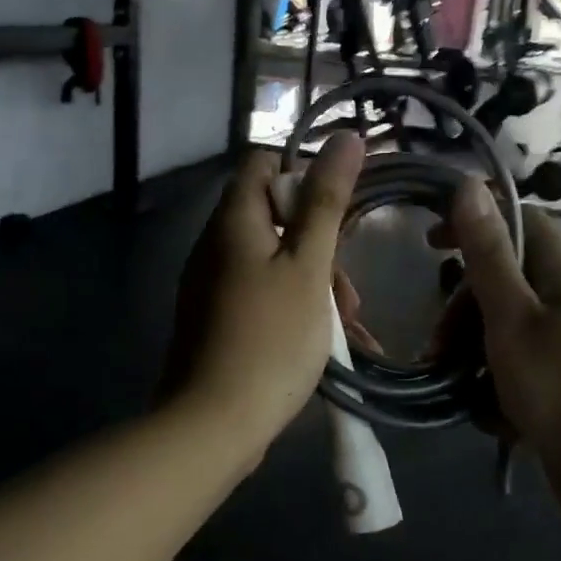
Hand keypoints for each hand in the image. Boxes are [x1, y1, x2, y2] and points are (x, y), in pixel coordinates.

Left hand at [163, 133, 364, 459]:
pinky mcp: (216, 319)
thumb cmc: (271, 338)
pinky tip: (324, 341)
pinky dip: (294, 306)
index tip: (341, 211)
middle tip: (349, 291)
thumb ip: (327, 201)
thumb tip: (345, 136)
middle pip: (274, 217)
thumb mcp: (309, 266)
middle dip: (320, 245)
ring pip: (273, 261)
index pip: (264, 164)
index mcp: (233, 221)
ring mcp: (211, 285)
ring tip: (347, 326)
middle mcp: (215, 245)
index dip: (305, 175)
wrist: (213, 424)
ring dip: (314, 283)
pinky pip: (261, 294)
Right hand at [436, 179, 560, 517]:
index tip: (429, 242)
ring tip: (454, 386)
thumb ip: (487, 254)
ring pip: (501, 330)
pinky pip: (514, 369)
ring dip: (471, 354)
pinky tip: (489, 414)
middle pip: (501, 282)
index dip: (472, 223)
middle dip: (462, 310)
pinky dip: (494, 386)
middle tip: (437, 344)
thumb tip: (467, 185)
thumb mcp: (513, 318)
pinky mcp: (560, 383)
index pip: (516, 221)